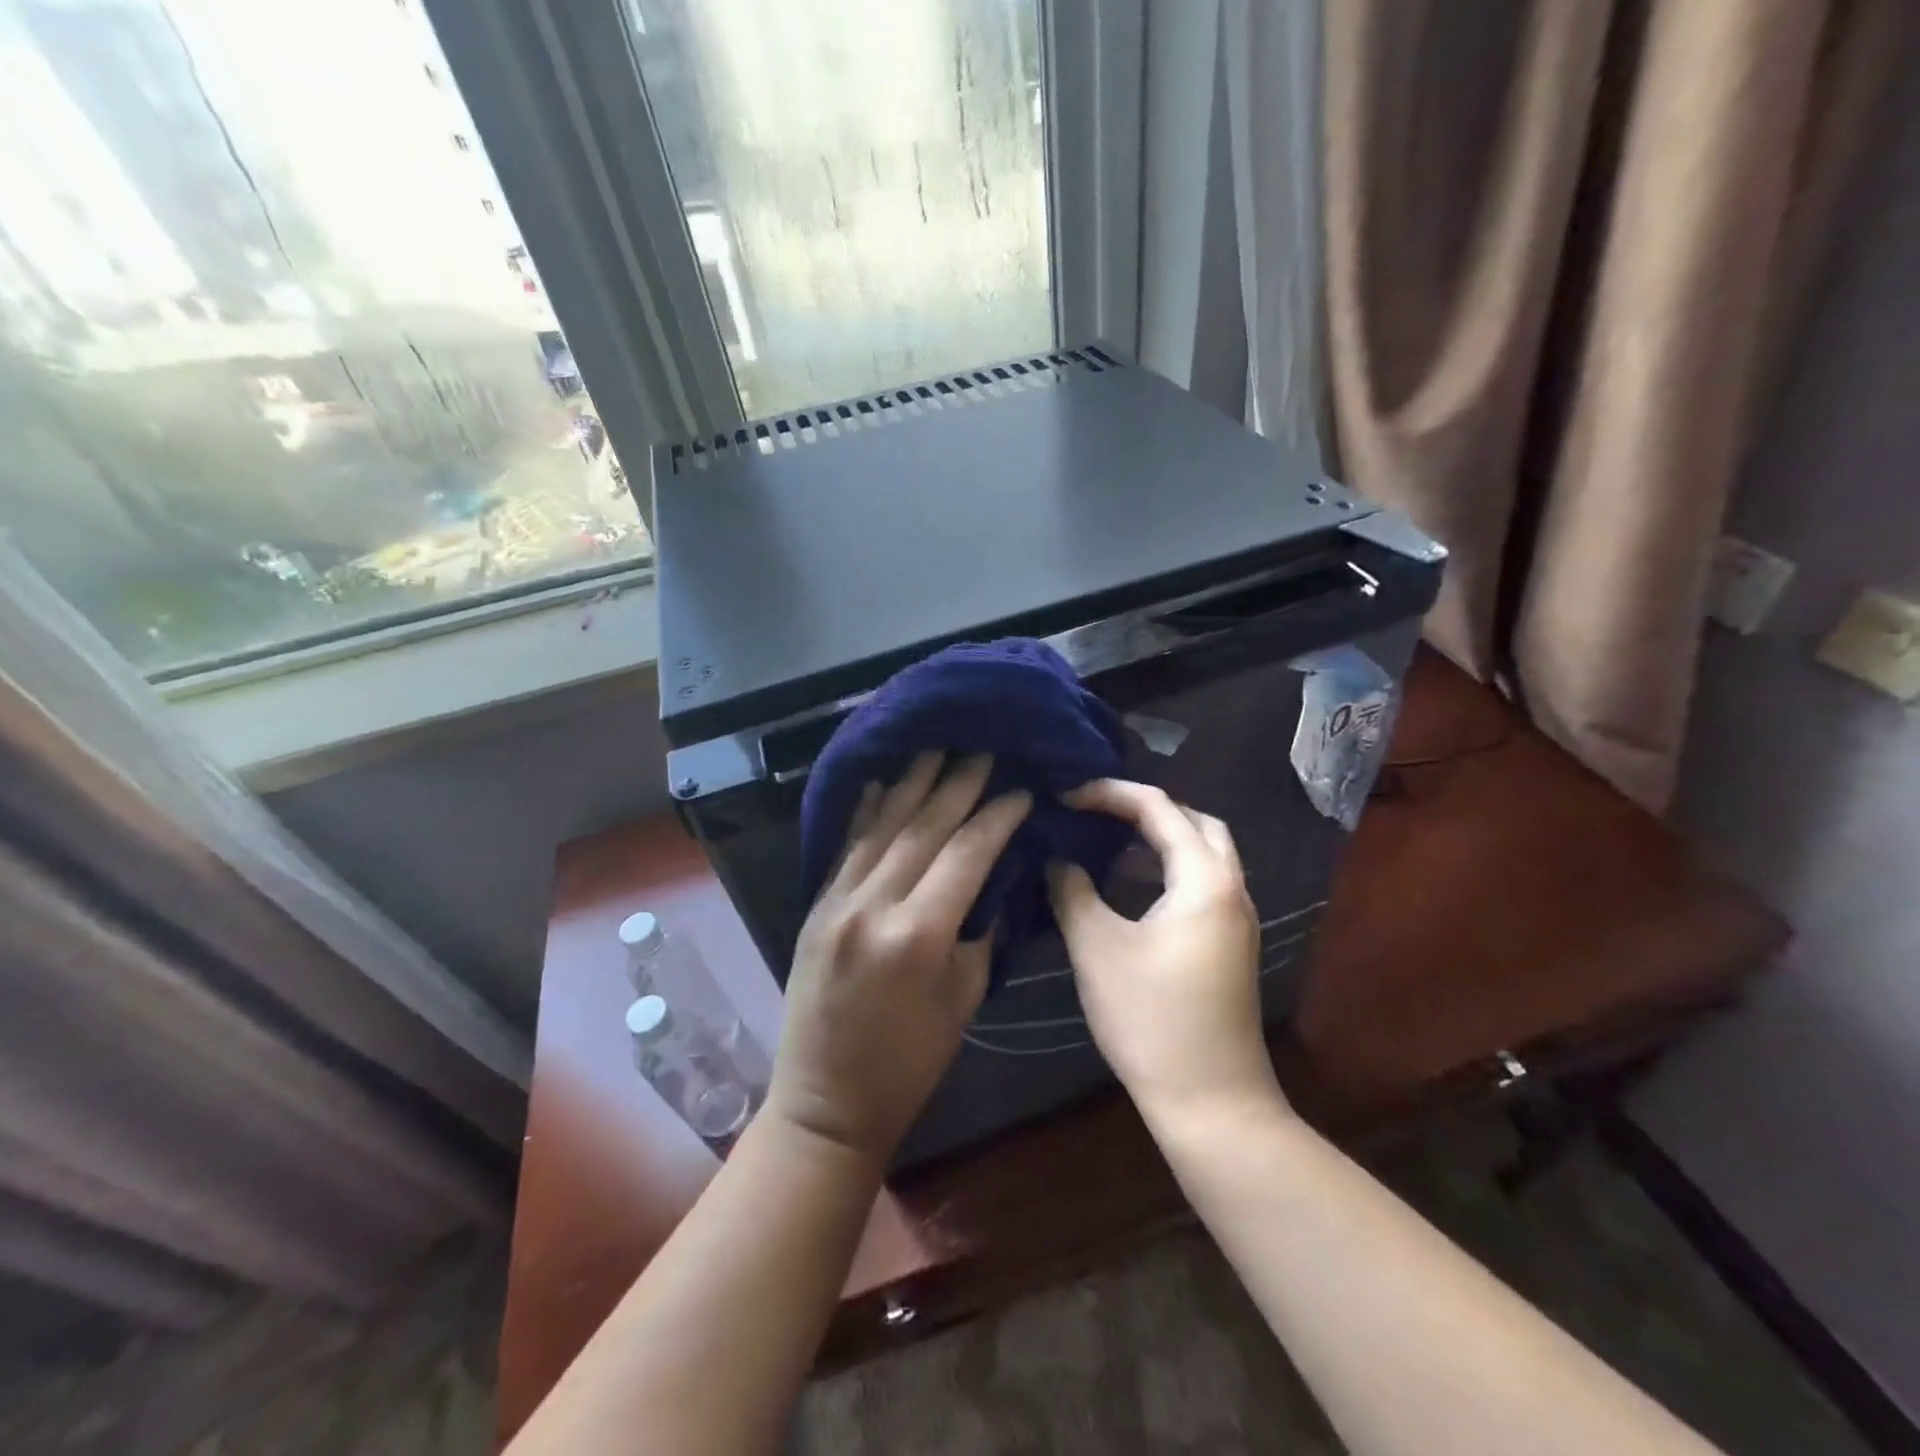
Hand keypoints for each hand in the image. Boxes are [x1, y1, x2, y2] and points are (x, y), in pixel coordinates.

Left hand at [769, 753, 1031, 1164]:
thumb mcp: (964, 998)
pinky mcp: (816, 905)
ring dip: (913, 783)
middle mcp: (873, 906)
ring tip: (938, 746)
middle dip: (958, 784)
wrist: (826, 1101)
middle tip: (983, 749)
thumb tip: (995, 875)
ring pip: (883, 827)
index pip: (967, 854)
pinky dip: (867, 811)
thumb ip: (979, 929)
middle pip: (924, 828)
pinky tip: (882, 780)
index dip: (997, 817)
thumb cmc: (911, 1062)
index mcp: (918, 936)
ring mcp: (837, 901)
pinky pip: (847, 846)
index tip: (1021, 790)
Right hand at [1047, 780, 1281, 1124]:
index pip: (1159, 807)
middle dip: (1144, 807)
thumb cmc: (1151, 1019)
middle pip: (1193, 820)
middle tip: (1094, 810)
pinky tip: (1128, 886)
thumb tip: (1056, 858)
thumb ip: (1072, 891)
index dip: (1109, 793)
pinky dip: (1166, 868)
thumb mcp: (1097, 948)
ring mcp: (1236, 918)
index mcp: (1204, 879)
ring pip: (1202, 852)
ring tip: (1105, 838)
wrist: (1212, 1103)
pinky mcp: (1229, 943)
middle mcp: (1231, 888)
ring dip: (1158, 837)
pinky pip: (1200, 882)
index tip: (1065, 797)